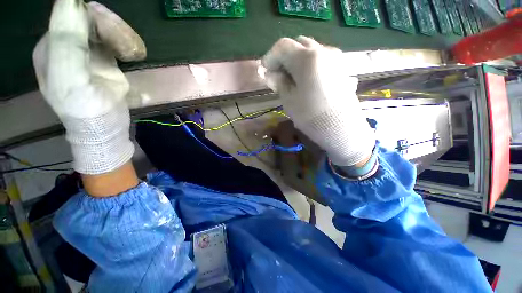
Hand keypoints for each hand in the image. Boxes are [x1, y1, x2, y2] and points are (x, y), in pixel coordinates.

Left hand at [33, 0, 145, 173]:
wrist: (106, 127)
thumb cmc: (85, 108)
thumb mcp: (69, 77)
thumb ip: (66, 41)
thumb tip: (72, 2)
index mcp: (51, 46)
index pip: (70, 13)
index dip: (93, 17)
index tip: (111, 32)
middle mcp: (66, 44)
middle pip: (89, 18)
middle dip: (111, 27)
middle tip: (127, 48)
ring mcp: (86, 51)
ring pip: (104, 26)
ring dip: (122, 36)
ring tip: (132, 53)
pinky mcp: (104, 59)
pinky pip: (114, 39)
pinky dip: (126, 43)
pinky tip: (133, 55)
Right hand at [262, 36, 374, 165]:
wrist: (341, 128)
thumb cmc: (311, 116)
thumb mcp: (289, 100)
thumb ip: (279, 83)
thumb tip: (270, 74)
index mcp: (306, 58)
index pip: (282, 46)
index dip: (270, 57)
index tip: (265, 70)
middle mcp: (323, 51)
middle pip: (298, 45)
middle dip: (284, 57)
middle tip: (278, 75)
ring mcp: (335, 58)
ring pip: (310, 51)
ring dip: (297, 60)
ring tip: (292, 79)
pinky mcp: (341, 67)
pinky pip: (321, 59)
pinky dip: (309, 65)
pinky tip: (307, 80)